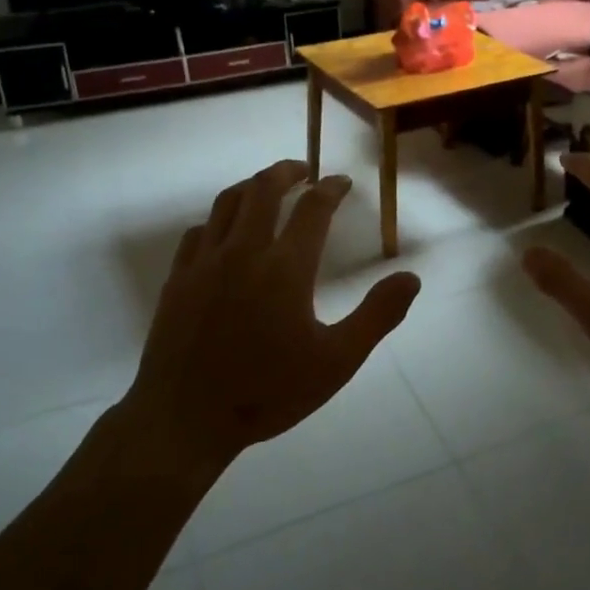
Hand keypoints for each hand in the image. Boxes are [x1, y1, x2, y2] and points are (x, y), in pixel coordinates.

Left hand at [118, 161, 420, 469]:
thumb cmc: (266, 392)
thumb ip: (377, 315)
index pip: (314, 208)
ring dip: (252, 185)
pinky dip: (219, 219)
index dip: (332, 188)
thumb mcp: (336, 361)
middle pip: (264, 189)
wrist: (184, 420)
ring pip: (227, 202)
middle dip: (287, 171)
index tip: (343, 182)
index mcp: (285, 267)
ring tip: (267, 186)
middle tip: (304, 169)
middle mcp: (244, 252)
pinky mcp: (177, 279)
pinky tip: (225, 230)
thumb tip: (411, 277)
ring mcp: (204, 263)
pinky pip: (198, 232)